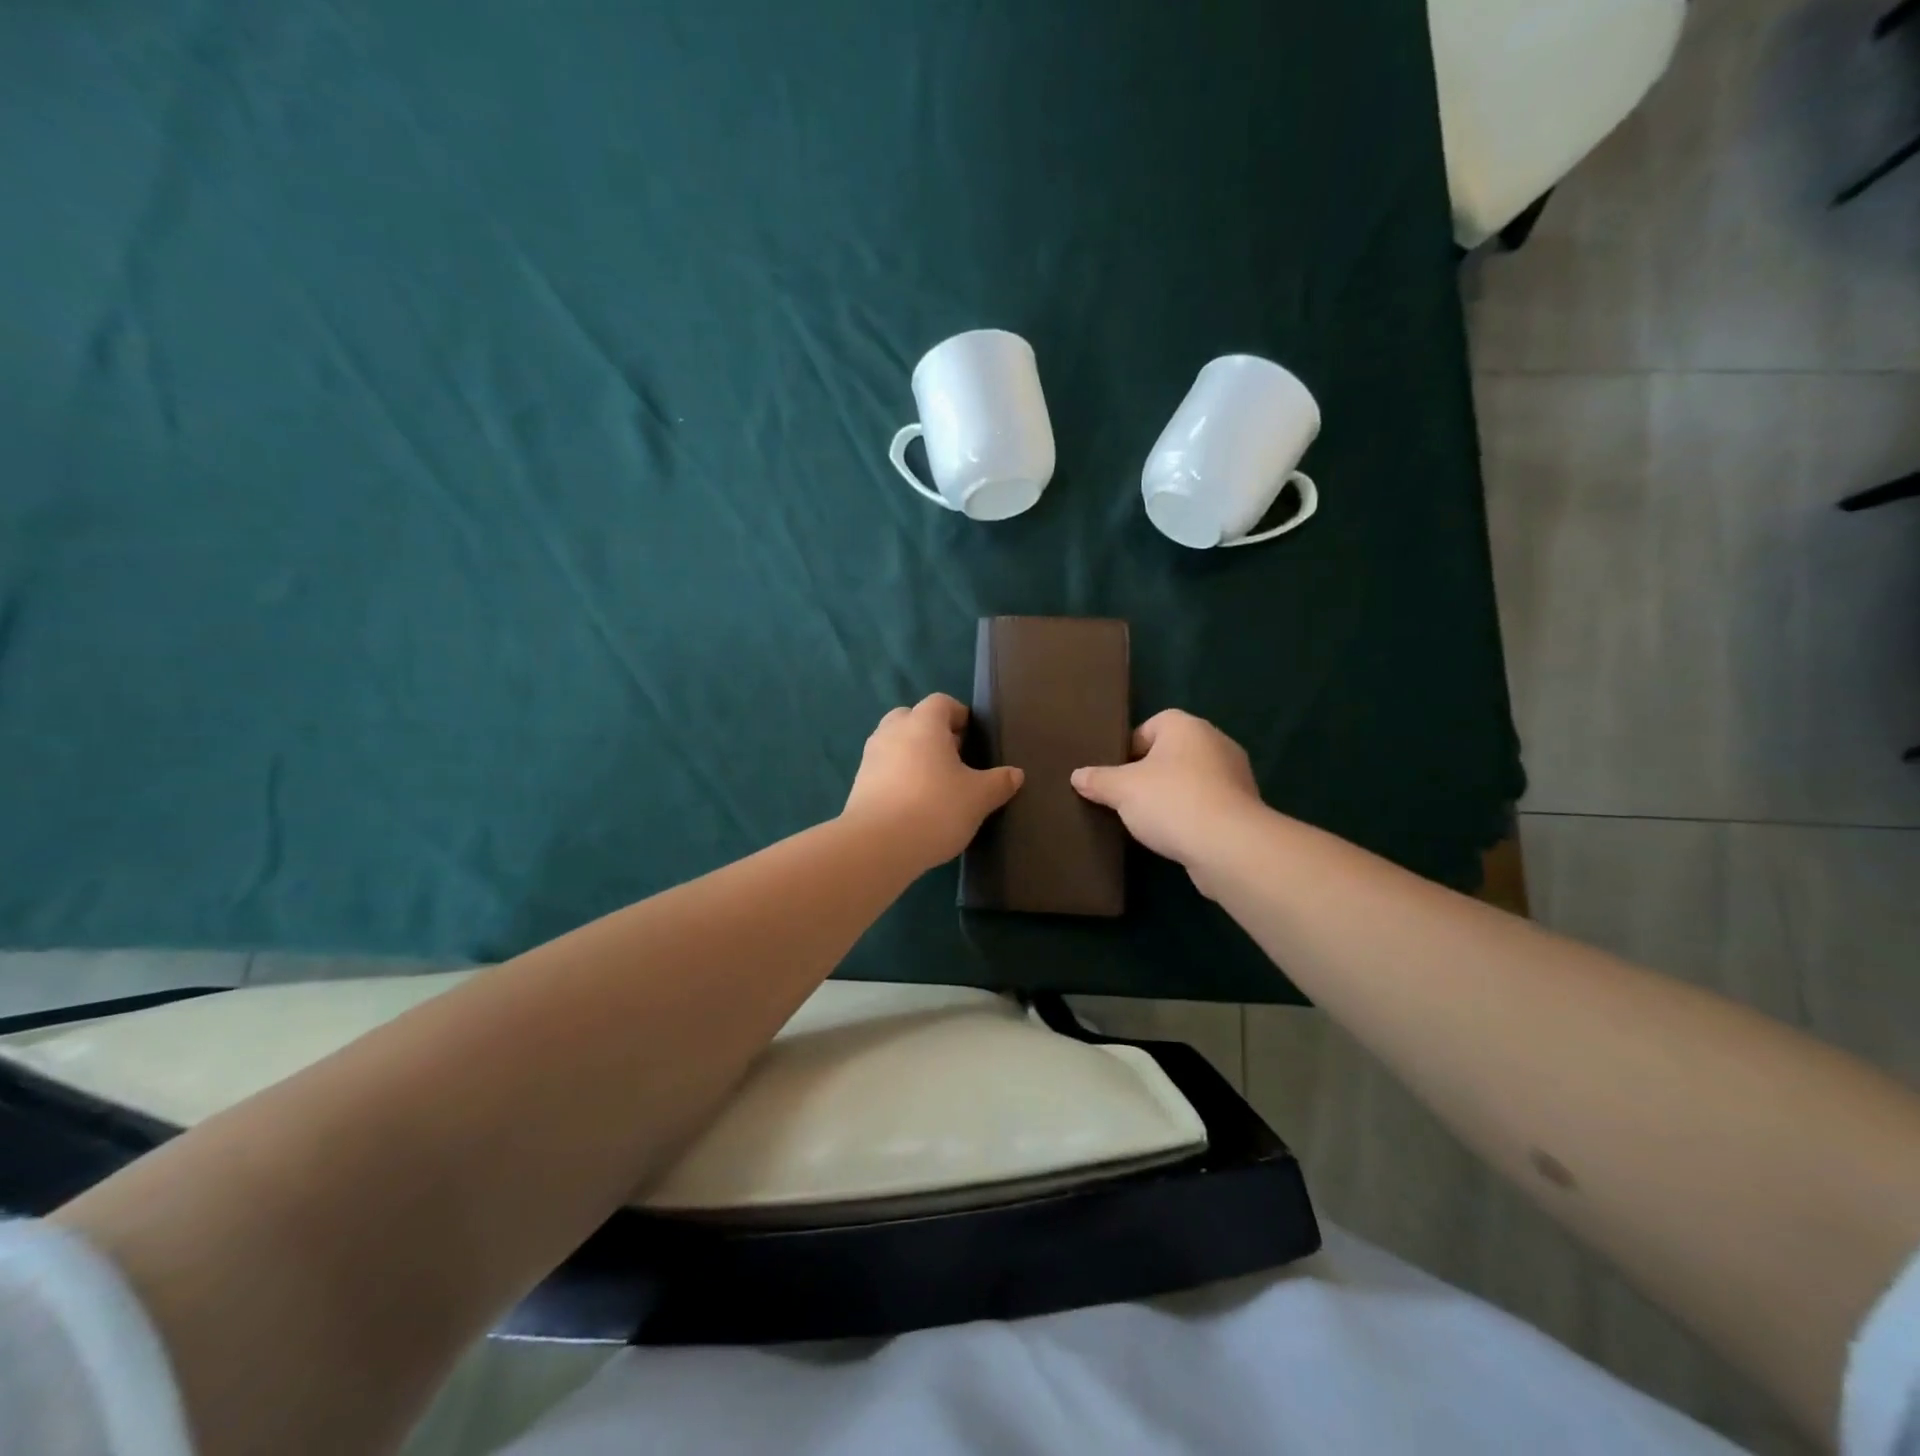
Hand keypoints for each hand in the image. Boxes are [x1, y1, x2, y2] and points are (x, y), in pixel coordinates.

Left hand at [843, 694, 1023, 871]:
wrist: (877, 845)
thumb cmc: (935, 809)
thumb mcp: (979, 797)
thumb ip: (999, 782)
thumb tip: (1015, 774)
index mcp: (923, 724)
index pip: (941, 702)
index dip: (959, 715)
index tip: (973, 738)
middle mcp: (892, 732)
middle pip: (912, 718)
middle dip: (932, 733)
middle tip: (954, 759)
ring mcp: (871, 757)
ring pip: (895, 744)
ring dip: (913, 755)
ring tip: (935, 784)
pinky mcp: (859, 784)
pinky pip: (883, 769)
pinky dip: (898, 777)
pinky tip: (914, 804)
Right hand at [1071, 710, 1263, 876]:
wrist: (1229, 846)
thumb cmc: (1171, 802)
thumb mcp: (1121, 790)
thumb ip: (1098, 780)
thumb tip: (1077, 775)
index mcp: (1186, 726)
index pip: (1149, 726)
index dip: (1127, 749)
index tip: (1114, 775)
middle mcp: (1215, 741)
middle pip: (1170, 753)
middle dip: (1148, 774)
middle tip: (1125, 798)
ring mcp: (1235, 774)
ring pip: (1190, 779)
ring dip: (1171, 796)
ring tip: (1147, 821)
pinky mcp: (1244, 807)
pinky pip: (1207, 803)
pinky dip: (1190, 815)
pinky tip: (1174, 835)